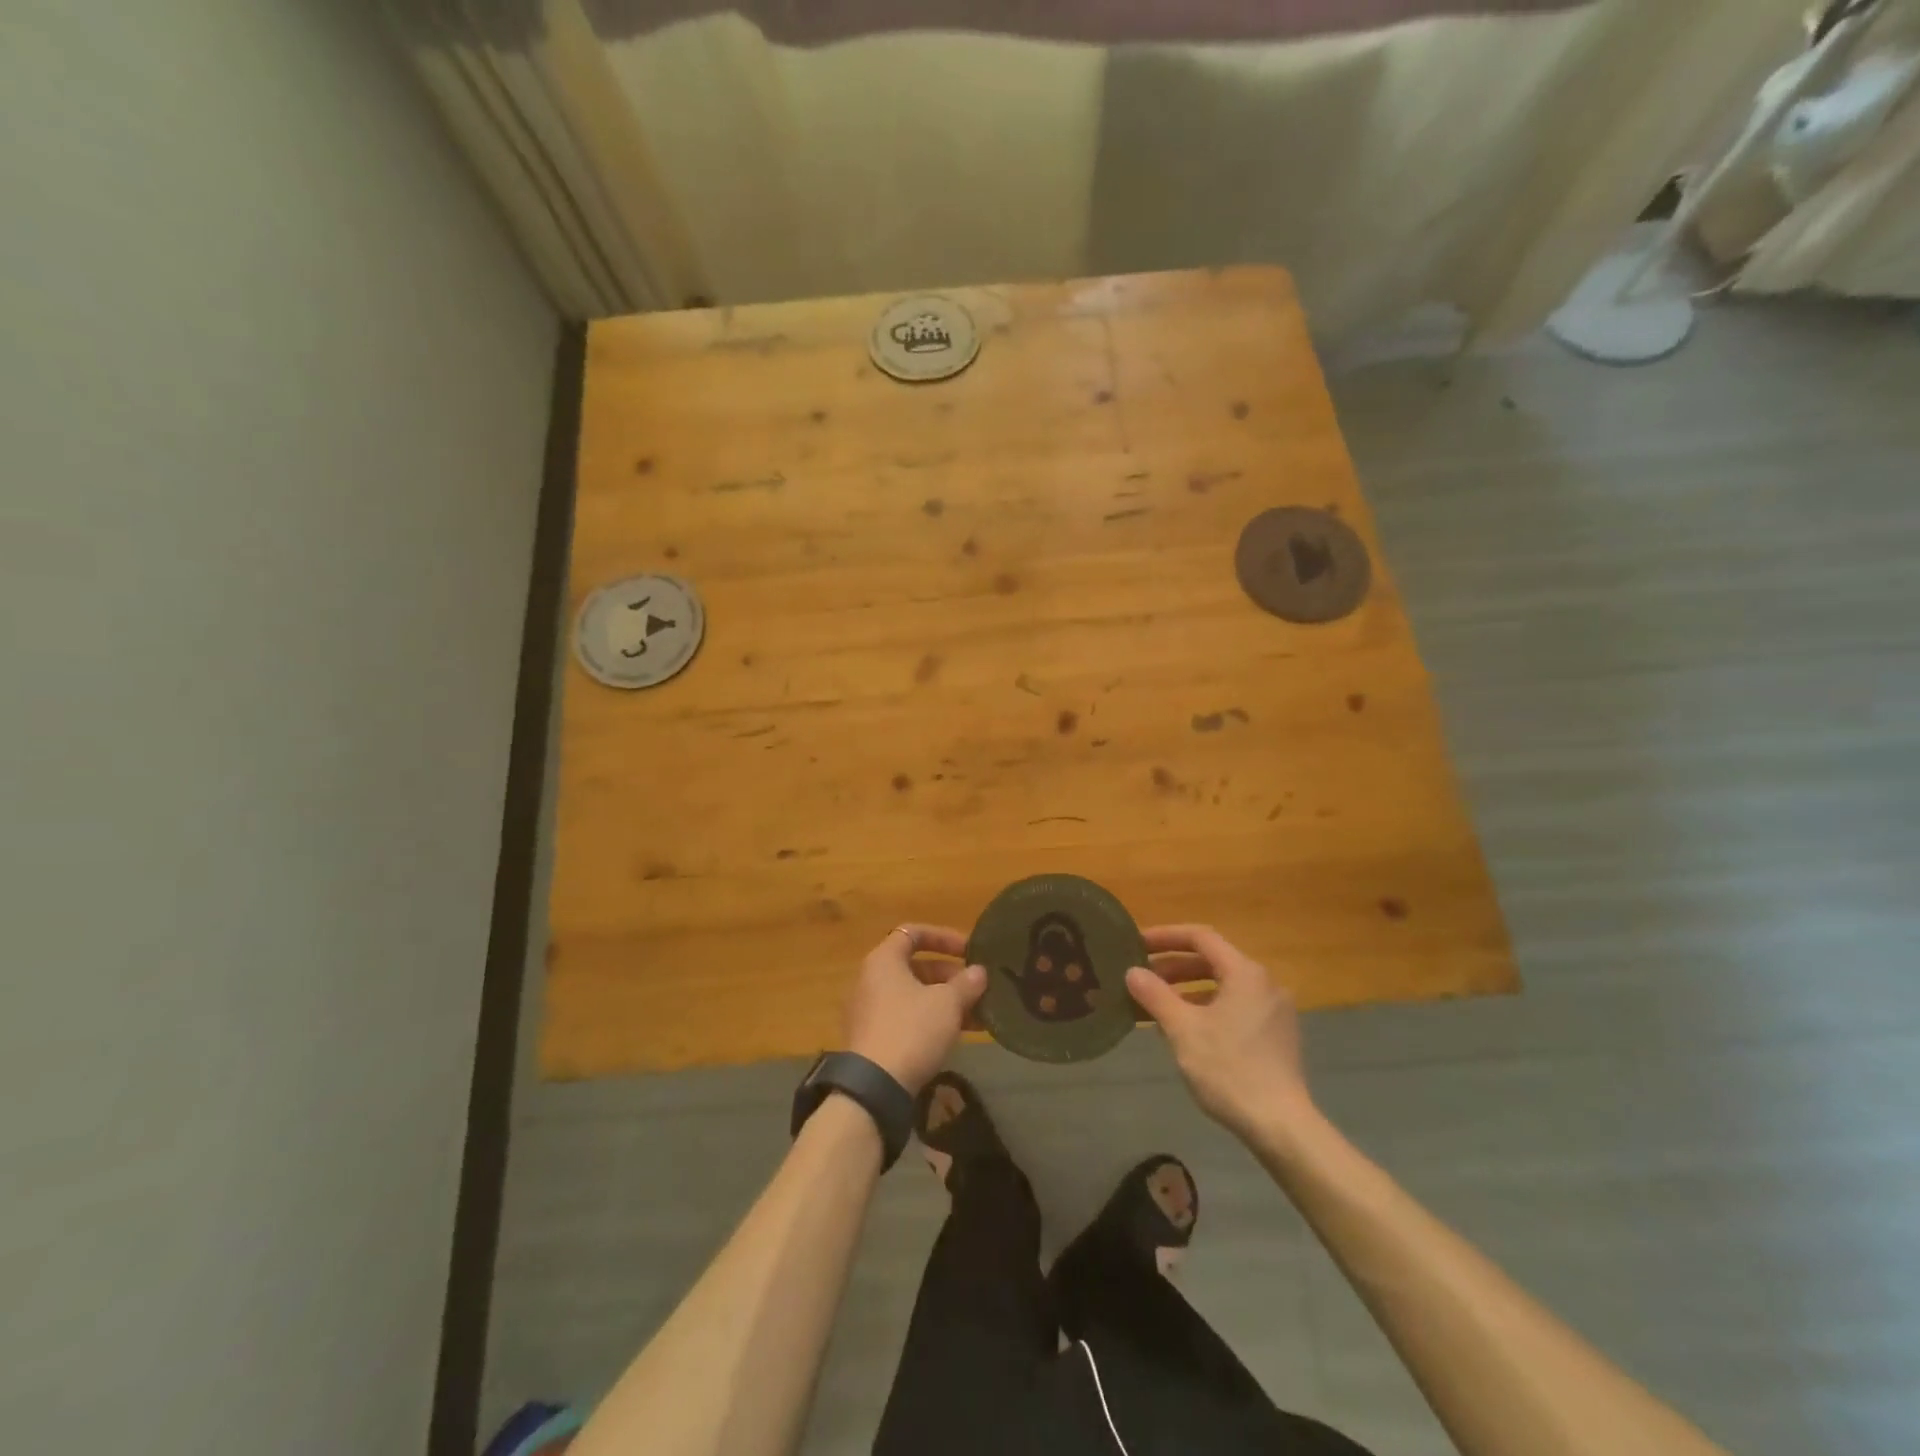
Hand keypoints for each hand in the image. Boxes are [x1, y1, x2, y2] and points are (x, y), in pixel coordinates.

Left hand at [844, 925, 987, 1094]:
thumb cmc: (911, 1030)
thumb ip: (966, 983)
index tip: (970, 951)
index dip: (944, 937)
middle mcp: (871, 979)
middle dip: (951, 976)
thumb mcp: (947, 1004)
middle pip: (916, 966)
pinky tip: (959, 1035)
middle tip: (978, 989)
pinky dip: (931, 1020)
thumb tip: (979, 972)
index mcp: (884, 960)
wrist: (874, 1087)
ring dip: (946, 1001)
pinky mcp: (873, 1038)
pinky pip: (906, 1017)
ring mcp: (870, 1010)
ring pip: (914, 995)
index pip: (913, 932)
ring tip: (978, 1015)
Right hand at [1126, 925, 1314, 1143]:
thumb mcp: (1183, 1030)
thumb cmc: (1229, 1070)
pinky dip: (1206, 1006)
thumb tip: (1132, 972)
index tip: (1136, 944)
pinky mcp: (1276, 1034)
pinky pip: (1235, 1005)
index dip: (1165, 936)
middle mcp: (1264, 983)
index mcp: (1245, 973)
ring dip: (1187, 987)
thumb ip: (1155, 995)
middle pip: (1212, 960)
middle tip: (1142, 975)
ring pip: (1223, 985)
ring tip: (1156, 1001)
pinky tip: (1184, 1027)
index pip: (1200, 937)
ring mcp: (1274, 1009)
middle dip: (1174, 965)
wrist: (1281, 1126)